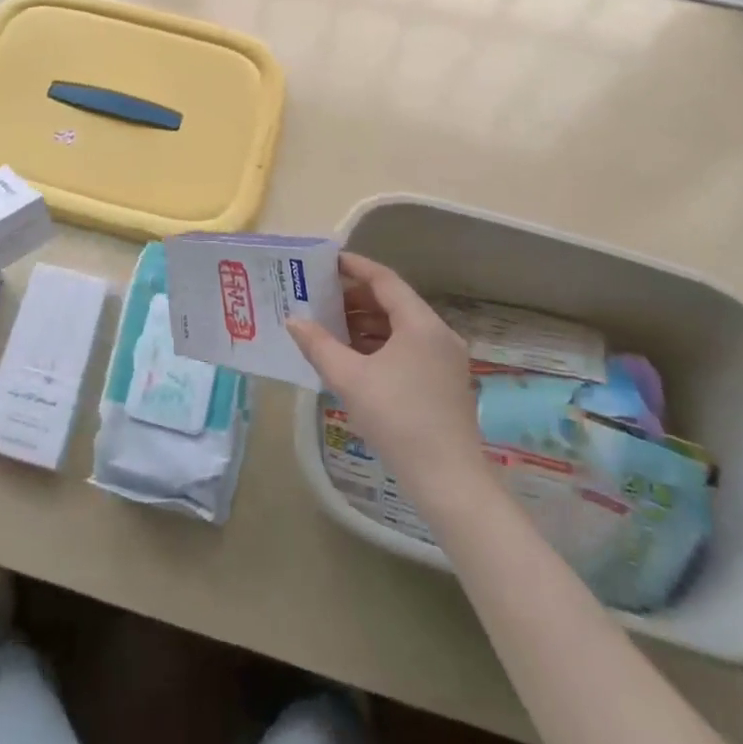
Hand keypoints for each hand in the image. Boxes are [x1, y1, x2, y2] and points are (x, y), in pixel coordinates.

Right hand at [290, 253, 486, 505]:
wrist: (448, 481)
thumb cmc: (397, 419)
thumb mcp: (349, 379)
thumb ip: (318, 345)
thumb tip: (294, 320)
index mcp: (420, 324)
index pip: (384, 280)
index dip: (354, 267)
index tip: (326, 262)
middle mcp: (438, 334)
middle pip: (393, 302)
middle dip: (354, 298)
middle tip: (319, 297)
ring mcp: (445, 360)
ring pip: (399, 327)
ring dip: (365, 323)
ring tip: (329, 327)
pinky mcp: (443, 383)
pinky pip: (407, 348)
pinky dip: (379, 344)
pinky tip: (353, 358)